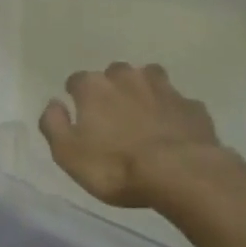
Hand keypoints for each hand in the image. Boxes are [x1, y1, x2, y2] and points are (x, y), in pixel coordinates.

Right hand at [39, 63, 223, 207]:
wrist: (179, 173)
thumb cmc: (115, 166)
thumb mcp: (68, 154)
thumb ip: (54, 125)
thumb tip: (53, 103)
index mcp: (94, 87)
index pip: (77, 80)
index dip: (76, 95)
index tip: (79, 112)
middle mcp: (128, 78)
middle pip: (115, 73)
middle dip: (112, 87)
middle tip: (113, 114)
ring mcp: (164, 89)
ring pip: (150, 78)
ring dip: (144, 90)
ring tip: (144, 113)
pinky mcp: (192, 106)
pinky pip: (178, 102)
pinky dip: (173, 111)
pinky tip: (174, 129)